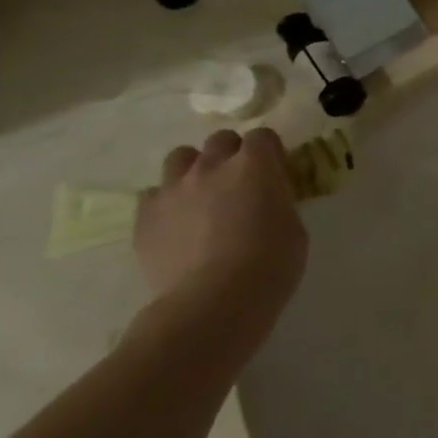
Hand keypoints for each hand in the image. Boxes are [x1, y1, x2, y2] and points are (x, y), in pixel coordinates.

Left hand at [133, 129, 306, 326]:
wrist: (214, 301)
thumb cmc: (270, 263)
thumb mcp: (293, 225)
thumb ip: (277, 200)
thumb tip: (267, 198)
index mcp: (255, 165)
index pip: (263, 136)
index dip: (270, 152)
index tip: (275, 171)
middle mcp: (212, 166)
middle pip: (220, 140)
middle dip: (232, 154)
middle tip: (240, 182)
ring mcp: (173, 189)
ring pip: (180, 158)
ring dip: (195, 169)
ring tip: (203, 195)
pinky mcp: (144, 216)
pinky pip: (154, 194)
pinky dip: (167, 202)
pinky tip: (177, 223)